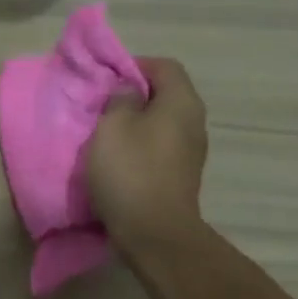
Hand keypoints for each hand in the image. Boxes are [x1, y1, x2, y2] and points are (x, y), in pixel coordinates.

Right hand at [86, 58, 208, 255]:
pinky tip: (120, 161)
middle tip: (103, 107)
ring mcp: (191, 152)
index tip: (106, 79)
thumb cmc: (130, 172)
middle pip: (165, 95)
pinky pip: (161, 149)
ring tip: (107, 135)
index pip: (164, 65)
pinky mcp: (182, 177)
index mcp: (182, 102)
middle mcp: (194, 122)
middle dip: (134, 96)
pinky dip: (141, 148)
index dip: (134, 65)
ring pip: (162, 124)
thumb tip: (129, 91)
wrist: (154, 233)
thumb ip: (119, 99)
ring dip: (136, 125)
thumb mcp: (112, 126)